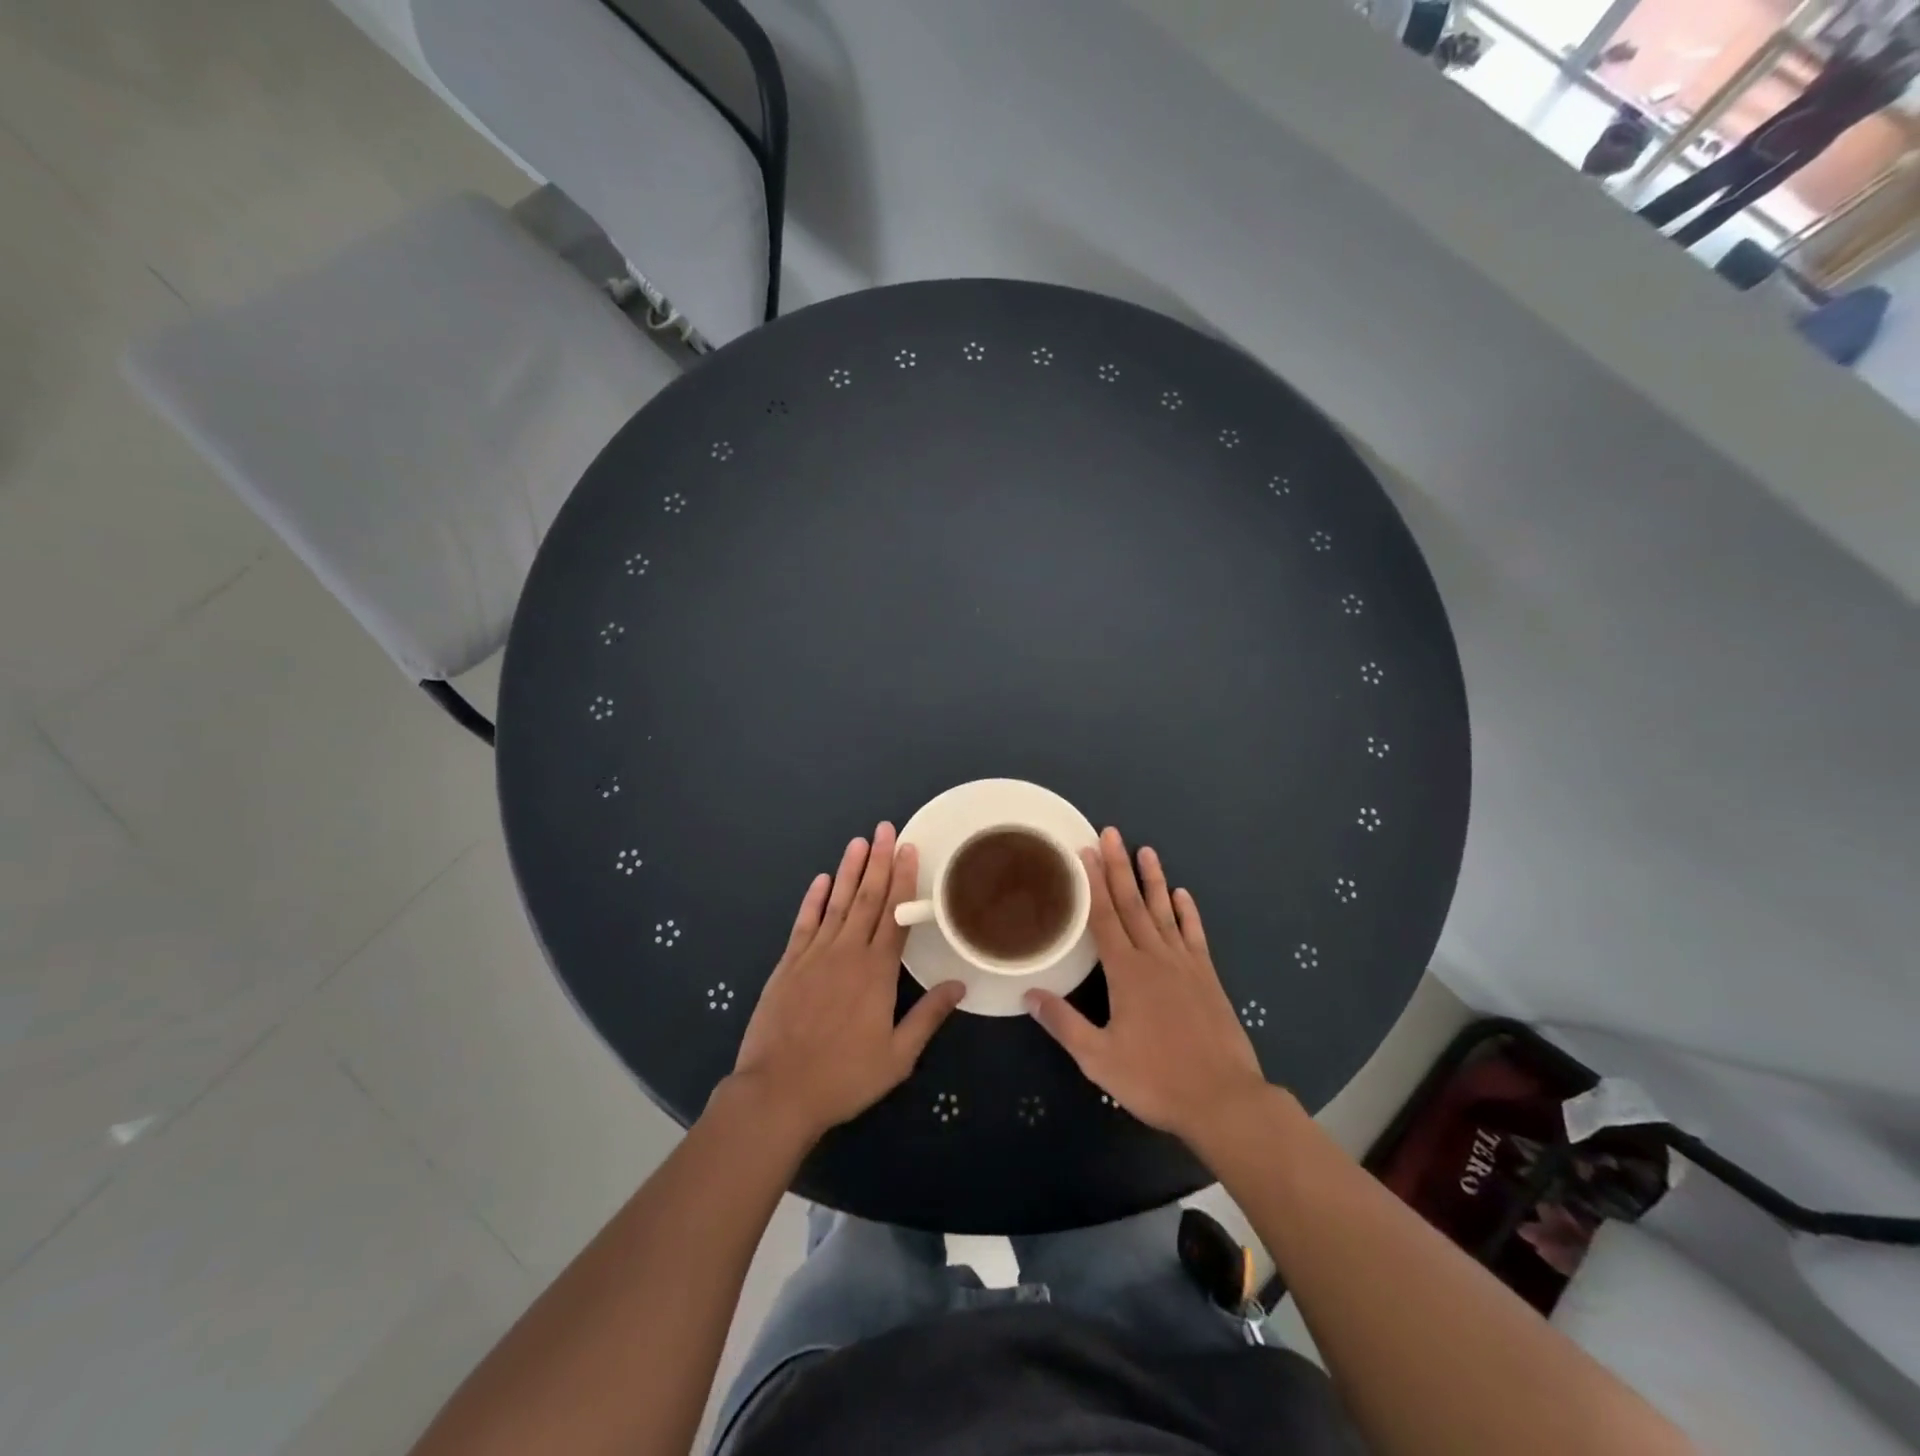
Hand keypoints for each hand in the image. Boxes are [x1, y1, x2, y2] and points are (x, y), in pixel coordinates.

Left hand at [731, 823, 965, 1143]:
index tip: (910, 849)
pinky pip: (804, 923)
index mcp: (878, 973)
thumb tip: (959, 986)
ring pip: (837, 903)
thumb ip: (928, 1016)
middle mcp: (848, 953)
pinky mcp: (788, 964)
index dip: (905, 880)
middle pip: (868, 899)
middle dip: (879, 861)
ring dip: (850, 871)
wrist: (778, 1092)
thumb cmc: (844, 1077)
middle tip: (886, 828)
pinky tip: (822, 879)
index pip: (896, 916)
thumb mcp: (897, 1056)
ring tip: (859, 841)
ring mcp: (815, 956)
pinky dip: (814, 899)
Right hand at [1025, 828, 1269, 1144]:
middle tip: (1110, 833)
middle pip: (1132, 904)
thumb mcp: (1099, 1058)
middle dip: (1118, 867)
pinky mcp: (1208, 978)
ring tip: (1146, 850)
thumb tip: (1029, 994)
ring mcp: (1185, 965)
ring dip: (1153, 880)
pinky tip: (1183, 894)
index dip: (1092, 884)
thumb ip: (1064, 1024)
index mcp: (1126, 973)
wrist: (1223, 1100)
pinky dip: (1188, 913)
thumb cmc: (1155, 1080)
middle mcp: (1155, 958)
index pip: (1103, 917)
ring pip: (1164, 913)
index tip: (1084, 852)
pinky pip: (1194, 936)